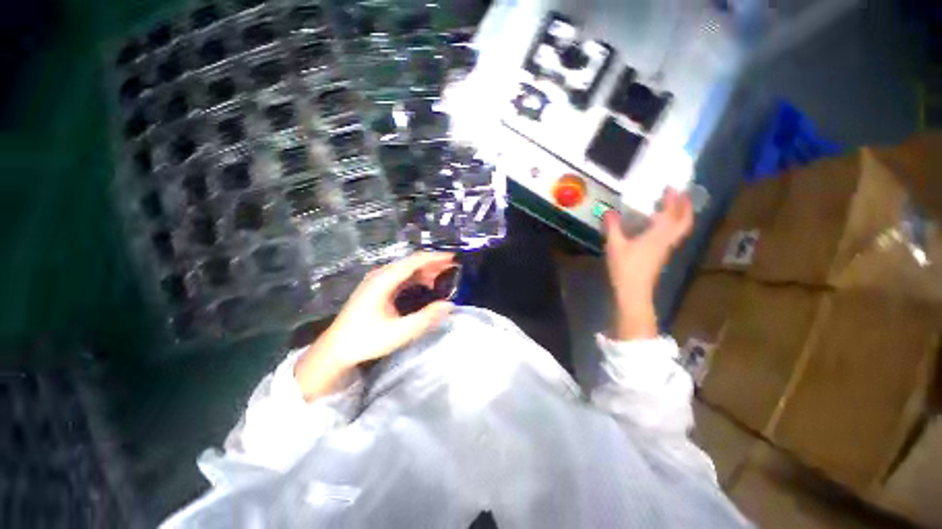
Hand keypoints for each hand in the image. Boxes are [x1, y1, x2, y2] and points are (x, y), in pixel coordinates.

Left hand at [294, 252, 455, 400]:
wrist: (335, 349)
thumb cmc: (366, 340)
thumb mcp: (400, 332)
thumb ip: (426, 318)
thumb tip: (450, 305)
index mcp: (384, 279)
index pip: (415, 261)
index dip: (436, 257)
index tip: (454, 258)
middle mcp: (381, 274)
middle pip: (412, 262)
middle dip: (434, 264)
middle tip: (454, 269)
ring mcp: (377, 280)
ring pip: (407, 269)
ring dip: (426, 271)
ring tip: (445, 278)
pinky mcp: (377, 288)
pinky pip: (401, 277)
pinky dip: (417, 278)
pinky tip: (426, 286)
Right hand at [603, 189, 693, 340]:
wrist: (634, 291)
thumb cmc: (625, 268)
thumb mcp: (615, 246)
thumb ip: (612, 227)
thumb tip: (608, 211)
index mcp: (658, 235)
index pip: (672, 214)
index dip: (674, 199)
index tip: (671, 187)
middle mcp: (667, 240)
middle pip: (684, 222)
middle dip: (686, 207)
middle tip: (681, 195)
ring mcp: (666, 249)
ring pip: (680, 229)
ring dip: (681, 216)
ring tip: (673, 206)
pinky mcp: (661, 256)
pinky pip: (673, 235)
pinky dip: (672, 225)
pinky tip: (660, 225)